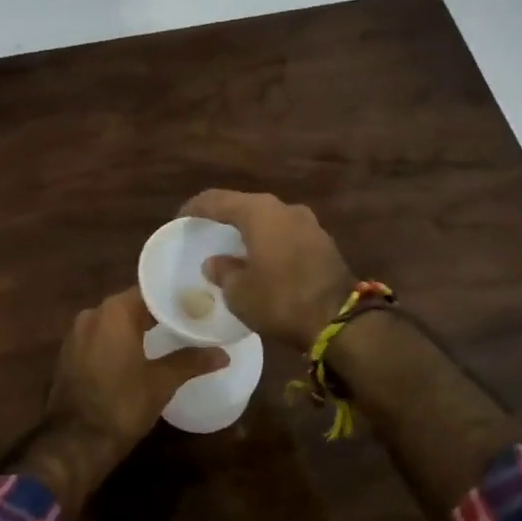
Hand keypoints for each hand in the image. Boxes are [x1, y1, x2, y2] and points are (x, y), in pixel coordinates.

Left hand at [46, 288, 228, 455]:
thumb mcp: (162, 382)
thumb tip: (223, 354)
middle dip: (156, 314)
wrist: (74, 443)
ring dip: (136, 329)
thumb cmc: (122, 405)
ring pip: (113, 323)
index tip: (195, 307)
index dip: (173, 300)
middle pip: (131, 305)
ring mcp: (76, 334)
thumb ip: (191, 361)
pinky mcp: (68, 354)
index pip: (150, 293)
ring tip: (165, 339)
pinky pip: (99, 338)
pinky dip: (117, 342)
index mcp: (115, 311)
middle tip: (186, 323)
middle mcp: (92, 313)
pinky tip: (136, 356)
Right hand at [179, 191, 355, 349]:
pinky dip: (269, 241)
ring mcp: (308, 223)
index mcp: (259, 212)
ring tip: (233, 246)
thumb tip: (215, 262)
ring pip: (269, 219)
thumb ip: (222, 271)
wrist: (340, 320)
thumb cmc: (281, 300)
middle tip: (205, 230)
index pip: (217, 200)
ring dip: (250, 230)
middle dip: (224, 217)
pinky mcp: (322, 242)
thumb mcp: (239, 292)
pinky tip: (261, 258)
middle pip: (245, 205)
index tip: (180, 219)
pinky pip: (286, 234)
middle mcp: (284, 208)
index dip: (195, 208)